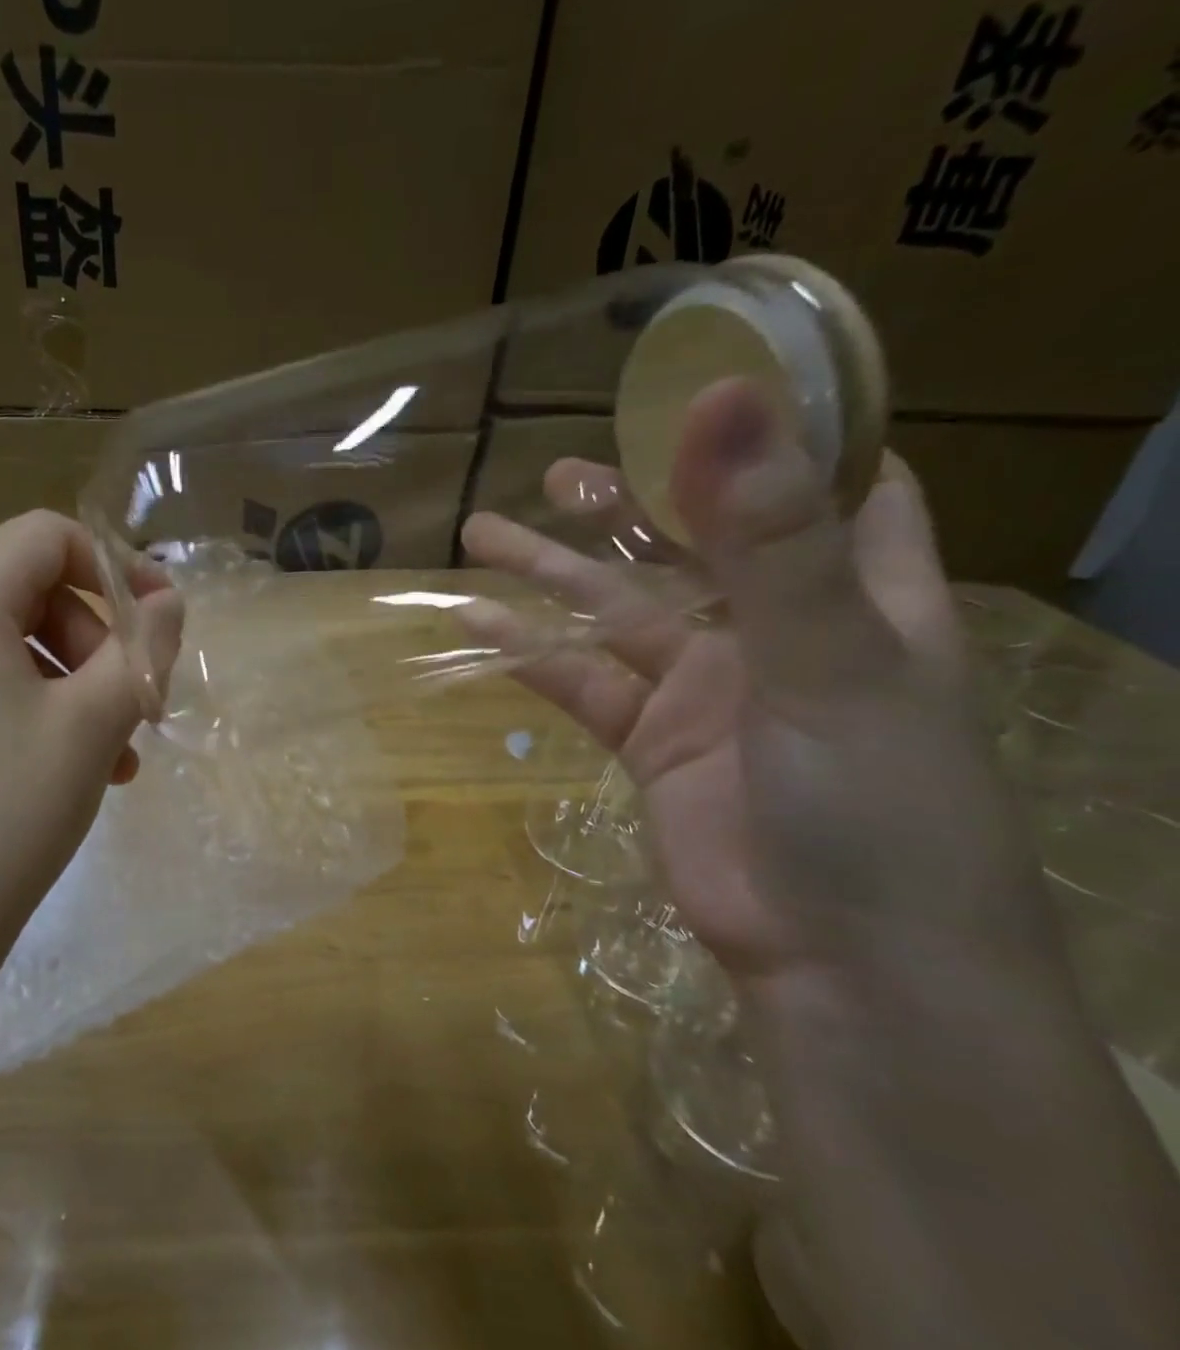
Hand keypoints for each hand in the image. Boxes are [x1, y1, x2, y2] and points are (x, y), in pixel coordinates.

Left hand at [0, 512, 179, 1032]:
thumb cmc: (4, 814)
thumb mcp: (94, 724)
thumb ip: (143, 649)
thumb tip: (167, 602)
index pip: (46, 537)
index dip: (115, 567)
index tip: (157, 627)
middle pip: (22, 591)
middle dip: (93, 642)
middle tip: (133, 711)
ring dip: (63, 686)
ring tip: (107, 759)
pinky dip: (15, 711)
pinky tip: (49, 775)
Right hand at [464, 378, 1067, 994]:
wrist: (841, 965)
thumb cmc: (873, 805)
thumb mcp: (827, 659)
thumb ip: (770, 537)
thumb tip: (721, 400)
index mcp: (859, 591)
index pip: (834, 481)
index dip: (779, 431)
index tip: (702, 384)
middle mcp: (778, 631)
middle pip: (693, 542)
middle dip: (631, 503)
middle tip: (561, 472)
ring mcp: (706, 689)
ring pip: (615, 612)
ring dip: (551, 575)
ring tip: (481, 532)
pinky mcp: (651, 743)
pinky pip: (581, 683)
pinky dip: (529, 656)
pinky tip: (476, 625)